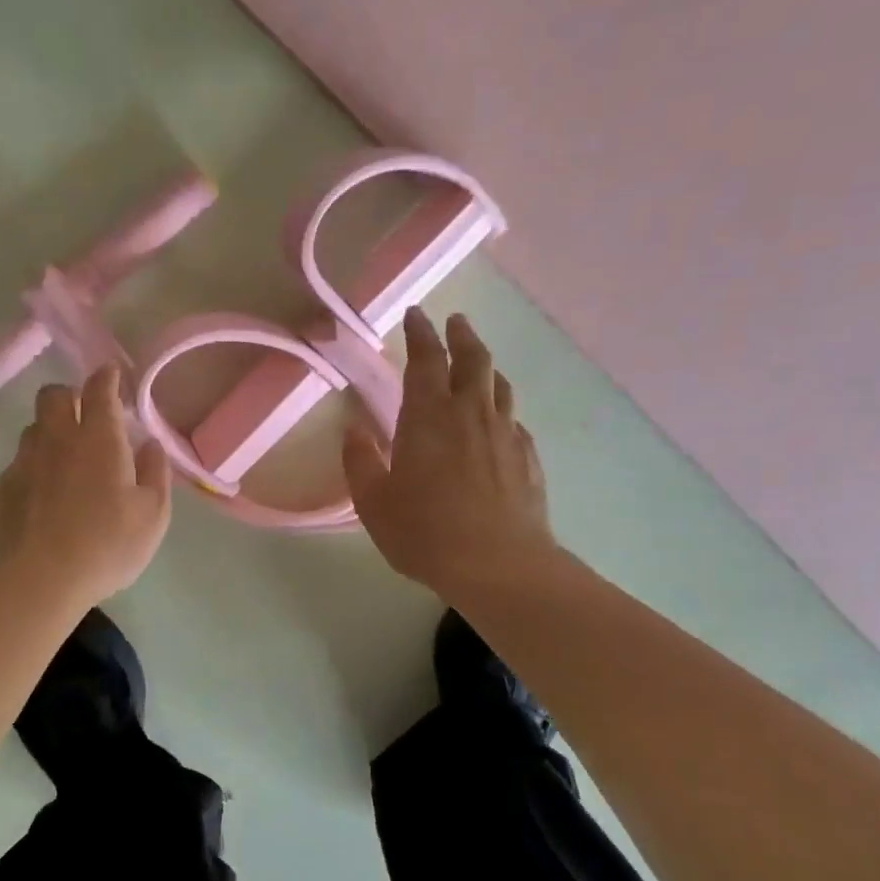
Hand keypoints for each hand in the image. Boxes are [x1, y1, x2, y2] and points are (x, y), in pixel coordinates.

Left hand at [0, 365, 172, 605]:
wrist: (39, 578)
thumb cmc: (106, 544)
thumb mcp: (153, 515)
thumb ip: (156, 473)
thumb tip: (150, 444)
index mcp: (98, 438)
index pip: (99, 389)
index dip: (106, 377)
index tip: (112, 374)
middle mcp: (57, 439)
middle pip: (53, 395)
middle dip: (70, 395)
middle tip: (85, 415)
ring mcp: (24, 462)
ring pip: (34, 428)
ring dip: (50, 432)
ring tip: (66, 458)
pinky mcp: (3, 488)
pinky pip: (20, 463)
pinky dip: (35, 467)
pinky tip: (44, 495)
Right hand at [343, 309, 557, 597]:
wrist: (498, 565)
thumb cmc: (425, 532)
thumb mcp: (374, 503)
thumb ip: (360, 462)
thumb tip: (353, 431)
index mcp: (428, 418)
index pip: (424, 360)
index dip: (420, 333)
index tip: (416, 315)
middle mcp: (470, 414)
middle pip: (472, 360)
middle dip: (461, 336)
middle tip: (454, 322)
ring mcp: (504, 434)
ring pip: (498, 385)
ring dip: (486, 367)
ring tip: (477, 364)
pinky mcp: (527, 458)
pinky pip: (513, 420)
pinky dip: (501, 409)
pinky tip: (498, 422)